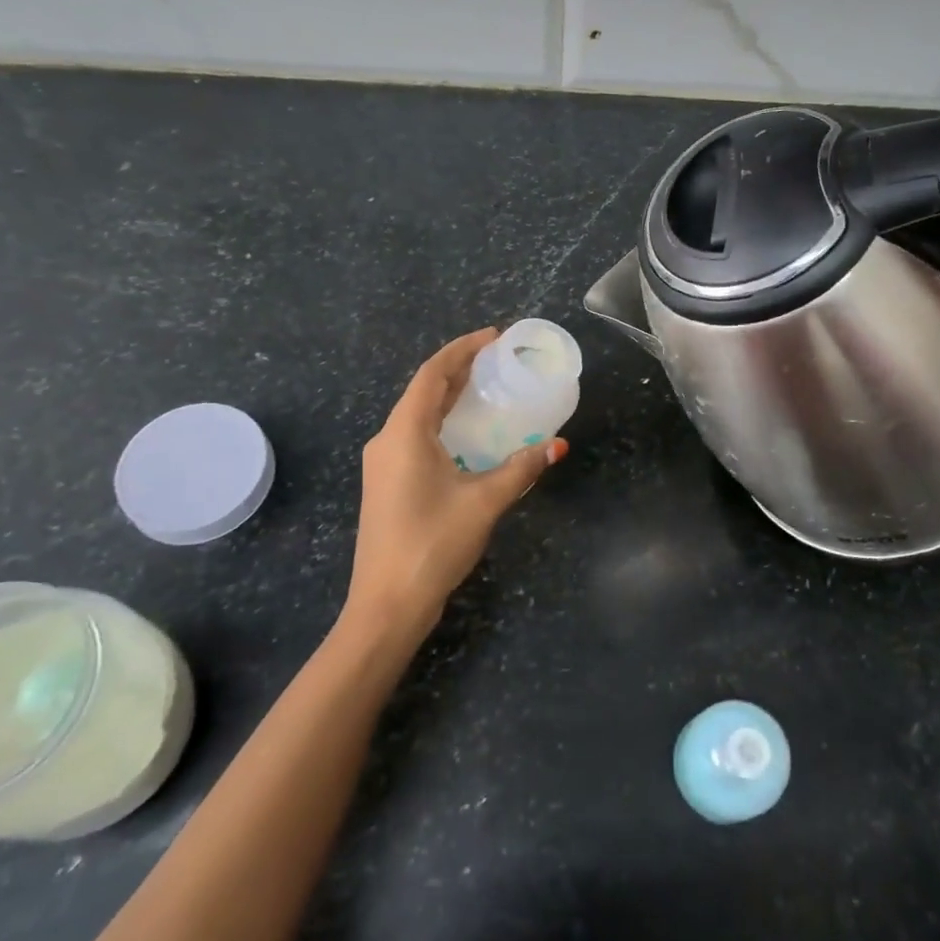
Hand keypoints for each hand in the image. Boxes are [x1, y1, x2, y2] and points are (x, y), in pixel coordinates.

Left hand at [346, 329, 567, 637]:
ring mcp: (383, 464)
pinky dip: (442, 423)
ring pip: (417, 415)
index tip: (494, 337)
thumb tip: (556, 445)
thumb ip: (521, 468)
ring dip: (449, 397)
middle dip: (458, 370)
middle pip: (424, 391)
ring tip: (486, 387)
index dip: (462, 350)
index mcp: (404, 433)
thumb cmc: (433, 544)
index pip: (433, 374)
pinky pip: (415, 437)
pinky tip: (465, 434)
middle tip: (497, 359)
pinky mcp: (386, 484)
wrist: (387, 604)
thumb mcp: (484, 502)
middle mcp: (387, 440)